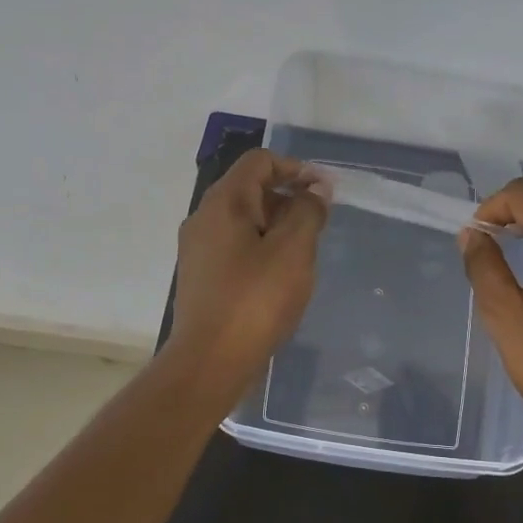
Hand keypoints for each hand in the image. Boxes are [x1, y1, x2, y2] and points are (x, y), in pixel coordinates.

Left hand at [166, 148, 329, 402]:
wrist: (210, 361)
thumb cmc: (256, 300)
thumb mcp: (293, 251)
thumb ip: (308, 212)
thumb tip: (315, 189)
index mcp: (223, 202)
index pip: (260, 161)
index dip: (295, 168)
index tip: (324, 192)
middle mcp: (204, 217)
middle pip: (250, 188)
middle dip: (288, 198)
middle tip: (319, 224)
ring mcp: (198, 248)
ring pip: (243, 220)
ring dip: (277, 225)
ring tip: (304, 253)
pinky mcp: (201, 276)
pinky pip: (235, 246)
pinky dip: (261, 248)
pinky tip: (280, 277)